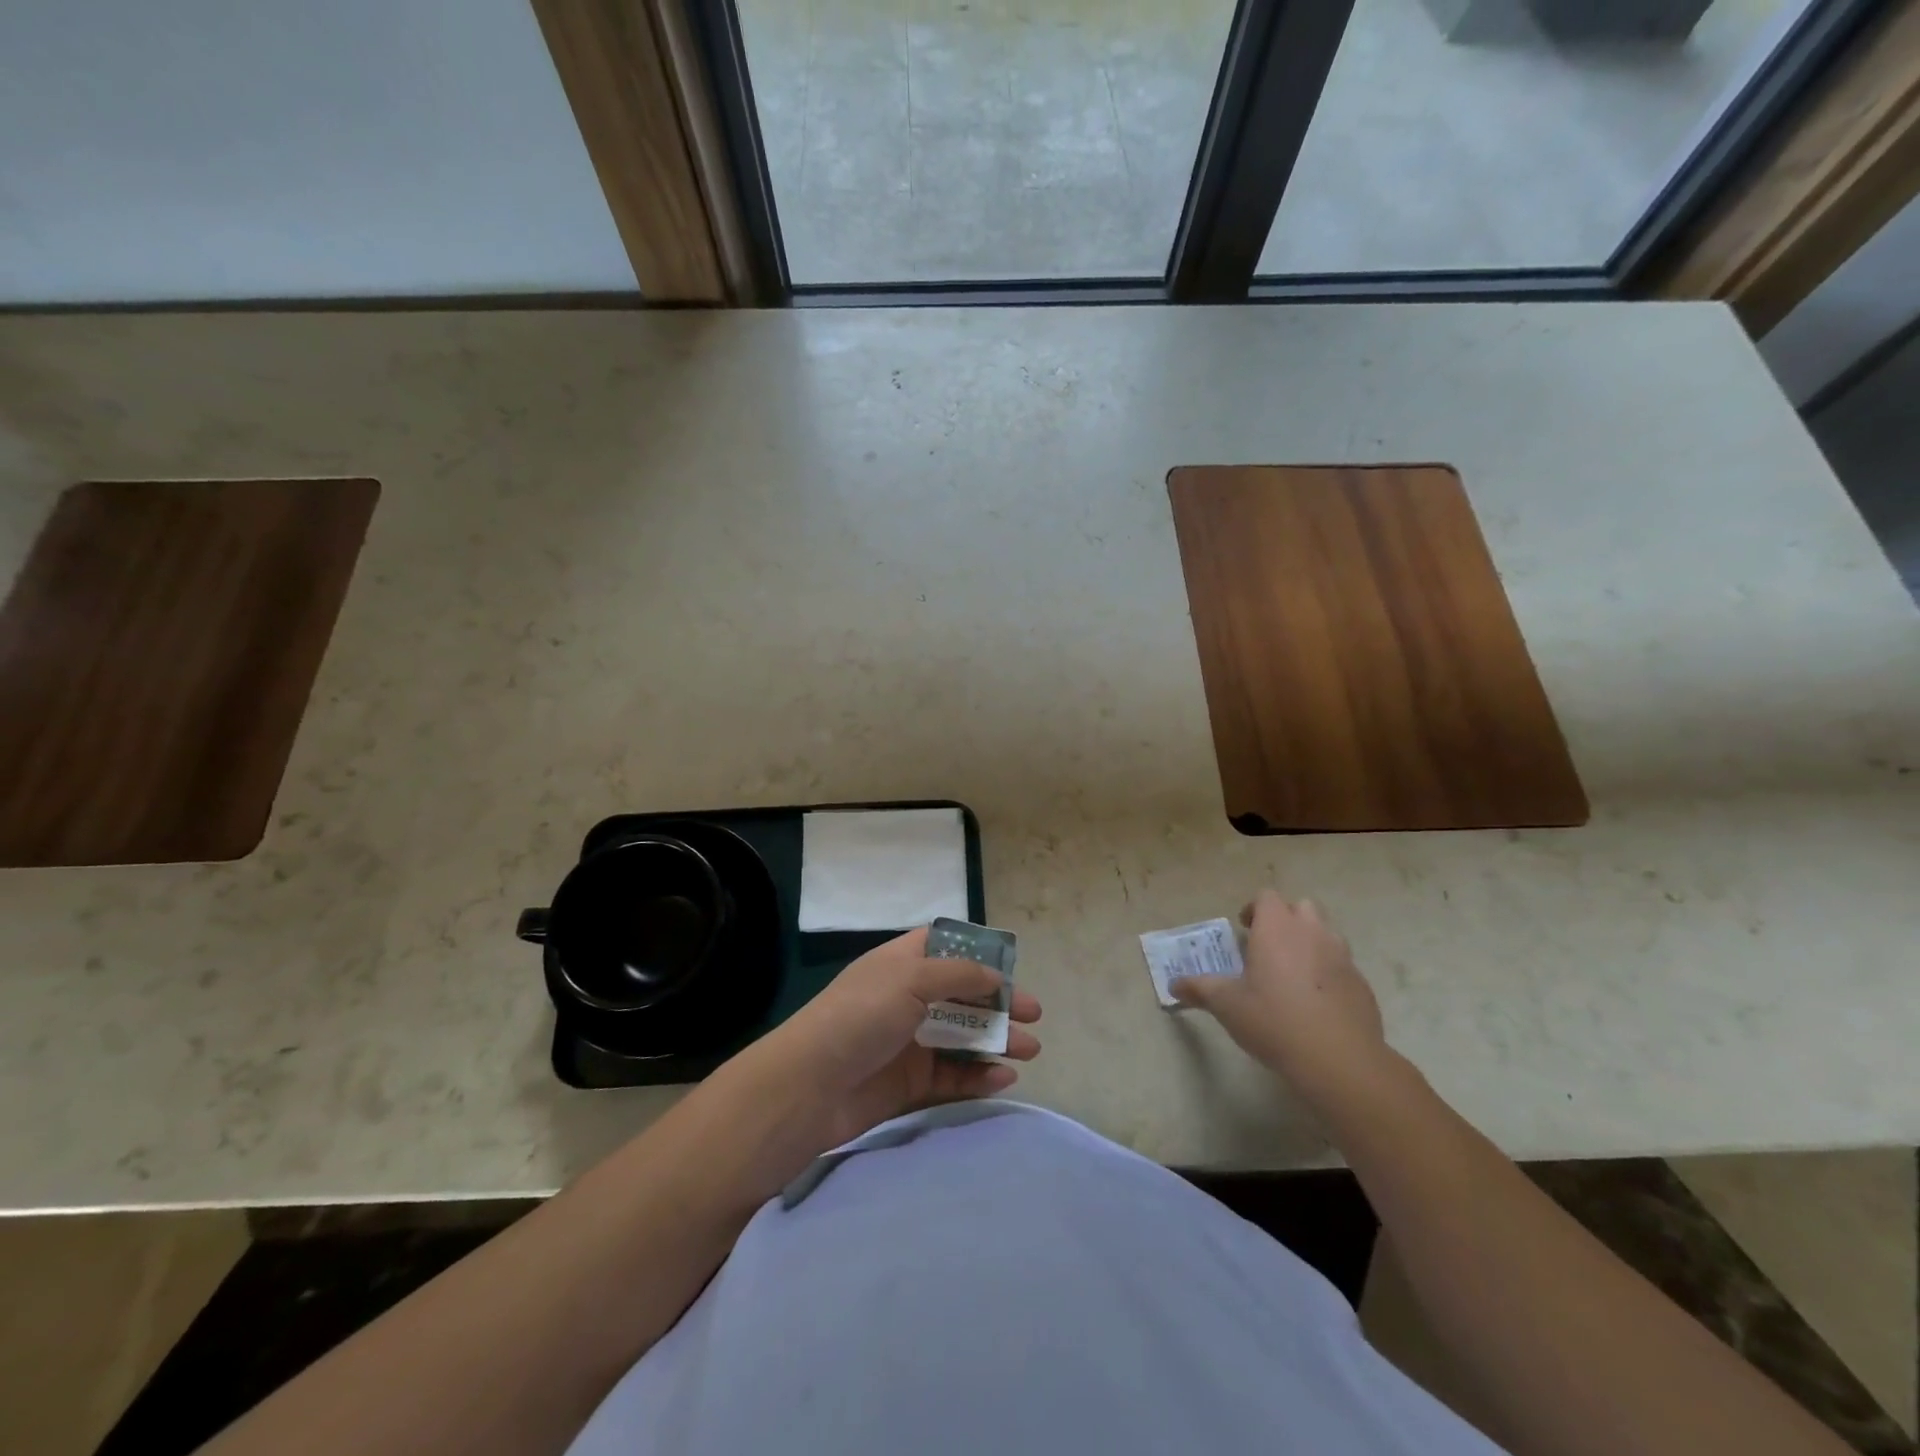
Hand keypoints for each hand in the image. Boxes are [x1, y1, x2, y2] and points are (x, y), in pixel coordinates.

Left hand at [754, 926, 1042, 1147]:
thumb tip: (996, 977)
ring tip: (1031, 1051)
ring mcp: (908, 1042)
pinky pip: (952, 1075)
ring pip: (963, 1037)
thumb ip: (959, 975)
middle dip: (999, 1003)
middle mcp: (907, 998)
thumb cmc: (860, 1016)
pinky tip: (1002, 1077)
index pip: (946, 948)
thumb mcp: (910, 979)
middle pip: (962, 995)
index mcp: (901, 963)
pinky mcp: (909, 1083)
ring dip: (997, 1040)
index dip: (978, 955)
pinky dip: (979, 1075)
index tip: (1011, 968)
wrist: (809, 1088)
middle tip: (1034, 1016)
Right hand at [1170, 890, 1389, 1117]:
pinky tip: (1316, 1002)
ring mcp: (1342, 956)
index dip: (1254, 909)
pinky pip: (1342, 965)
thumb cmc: (1273, 1020)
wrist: (1338, 1060)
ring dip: (1310, 942)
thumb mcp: (1226, 1005)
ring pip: (1326, 933)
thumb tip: (1173, 985)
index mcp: (1277, 928)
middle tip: (1268, 946)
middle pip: (1302, 907)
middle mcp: (1312, 932)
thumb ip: (1199, 989)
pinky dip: (1328, 972)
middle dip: (1286, 919)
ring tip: (1293, 972)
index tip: (1244, 929)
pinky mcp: (1361, 983)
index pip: (1267, 897)